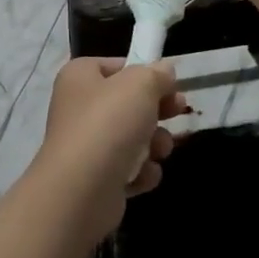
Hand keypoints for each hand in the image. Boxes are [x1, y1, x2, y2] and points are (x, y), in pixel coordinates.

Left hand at [36, 59, 186, 241]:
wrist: (81, 190)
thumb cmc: (109, 124)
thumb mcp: (141, 85)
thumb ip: (157, 74)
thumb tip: (164, 71)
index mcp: (80, 77)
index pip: (117, 67)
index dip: (145, 73)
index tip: (170, 83)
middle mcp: (78, 108)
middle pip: (128, 103)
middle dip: (157, 110)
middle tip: (179, 111)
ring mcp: (86, 146)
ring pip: (132, 137)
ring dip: (154, 143)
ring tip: (159, 150)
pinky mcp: (95, 179)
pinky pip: (127, 169)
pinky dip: (140, 172)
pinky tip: (143, 175)